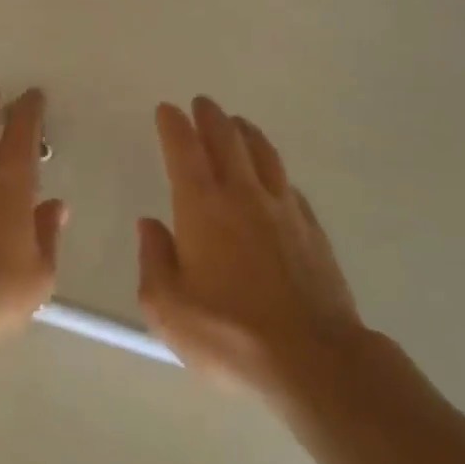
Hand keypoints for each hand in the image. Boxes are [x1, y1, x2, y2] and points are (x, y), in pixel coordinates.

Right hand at [138, 97, 362, 393]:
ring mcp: (284, 211)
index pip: (184, 151)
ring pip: (264, 155)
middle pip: (227, 141)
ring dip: (246, 134)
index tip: (167, 109)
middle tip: (202, 103)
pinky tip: (274, 177)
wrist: (313, 360)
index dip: (174, 126)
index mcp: (202, 208)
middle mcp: (243, 197)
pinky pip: (288, 186)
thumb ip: (154, 259)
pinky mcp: (313, 231)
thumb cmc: (228, 335)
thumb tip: (151, 224)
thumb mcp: (167, 307)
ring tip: (238, 124)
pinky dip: (274, 171)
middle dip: (211, 118)